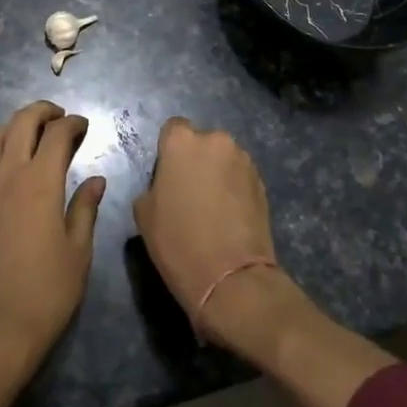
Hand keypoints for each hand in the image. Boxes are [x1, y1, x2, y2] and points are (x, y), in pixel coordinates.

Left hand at [0, 100, 106, 370]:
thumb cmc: (49, 291)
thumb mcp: (79, 251)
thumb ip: (85, 208)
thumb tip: (96, 179)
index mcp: (40, 182)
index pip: (56, 134)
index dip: (72, 123)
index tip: (84, 126)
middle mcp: (7, 176)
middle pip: (20, 124)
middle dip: (41, 112)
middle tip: (58, 118)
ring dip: (10, 129)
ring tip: (27, 137)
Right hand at [132, 118, 280, 348]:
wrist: (230, 277)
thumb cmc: (177, 241)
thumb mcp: (143, 213)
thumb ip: (153, 185)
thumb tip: (166, 185)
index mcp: (182, 142)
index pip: (172, 129)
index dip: (168, 151)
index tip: (166, 175)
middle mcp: (216, 141)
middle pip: (201, 142)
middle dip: (195, 160)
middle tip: (188, 191)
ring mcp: (243, 161)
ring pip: (223, 159)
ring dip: (217, 173)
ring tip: (211, 207)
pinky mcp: (263, 183)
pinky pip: (240, 177)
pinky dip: (233, 189)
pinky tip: (228, 215)